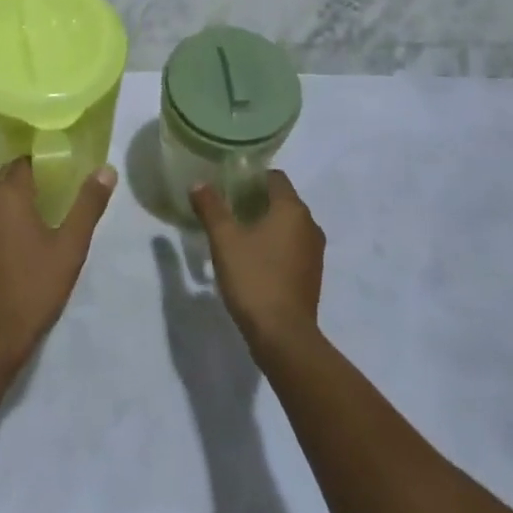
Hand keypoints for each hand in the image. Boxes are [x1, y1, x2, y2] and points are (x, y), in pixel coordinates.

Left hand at [0, 158, 114, 368]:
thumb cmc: (33, 287)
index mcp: (6, 194)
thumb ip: (88, 205)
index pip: (25, 161)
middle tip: (60, 192)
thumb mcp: (70, 247)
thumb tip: (107, 169)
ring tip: (44, 214)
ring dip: (15, 199)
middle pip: (7, 176)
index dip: (46, 163)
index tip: (66, 173)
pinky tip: (20, 239)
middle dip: (31, 179)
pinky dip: (1, 218)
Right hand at [189, 171, 323, 357]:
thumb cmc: (254, 278)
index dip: (250, 177)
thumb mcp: (224, 239)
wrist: (283, 336)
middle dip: (254, 199)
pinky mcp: (311, 275)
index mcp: (292, 210)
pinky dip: (273, 244)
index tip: (227, 184)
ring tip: (235, 232)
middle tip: (225, 207)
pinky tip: (251, 258)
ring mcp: (314, 252)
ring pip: (287, 225)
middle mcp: (310, 225)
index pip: (274, 177)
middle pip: (281, 200)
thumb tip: (199, 183)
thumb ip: (211, 207)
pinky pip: (291, 247)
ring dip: (264, 223)